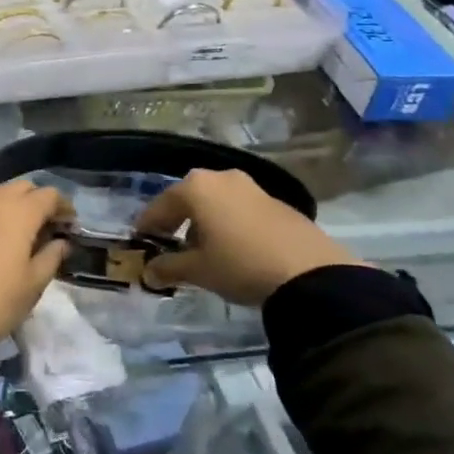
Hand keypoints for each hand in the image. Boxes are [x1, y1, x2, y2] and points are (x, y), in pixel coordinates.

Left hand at [0, 179, 71, 341]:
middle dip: (36, 201)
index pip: (49, 195)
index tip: (69, 225)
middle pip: (21, 188)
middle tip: (44, 226)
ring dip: (9, 206)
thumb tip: (61, 242)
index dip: (64, 207)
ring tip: (16, 232)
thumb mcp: (34, 283)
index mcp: (19, 211)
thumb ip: (52, 256)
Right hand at [135, 169, 362, 307]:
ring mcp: (252, 187)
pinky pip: (240, 209)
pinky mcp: (277, 202)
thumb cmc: (241, 265)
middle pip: (189, 199)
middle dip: (177, 222)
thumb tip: (148, 272)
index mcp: (196, 187)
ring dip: (205, 223)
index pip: (160, 205)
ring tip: (204, 252)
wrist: (312, 275)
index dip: (148, 226)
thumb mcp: (199, 270)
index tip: (141, 243)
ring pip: (216, 203)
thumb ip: (168, 268)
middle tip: (170, 246)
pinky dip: (229, 224)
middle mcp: (222, 178)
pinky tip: (234, 250)